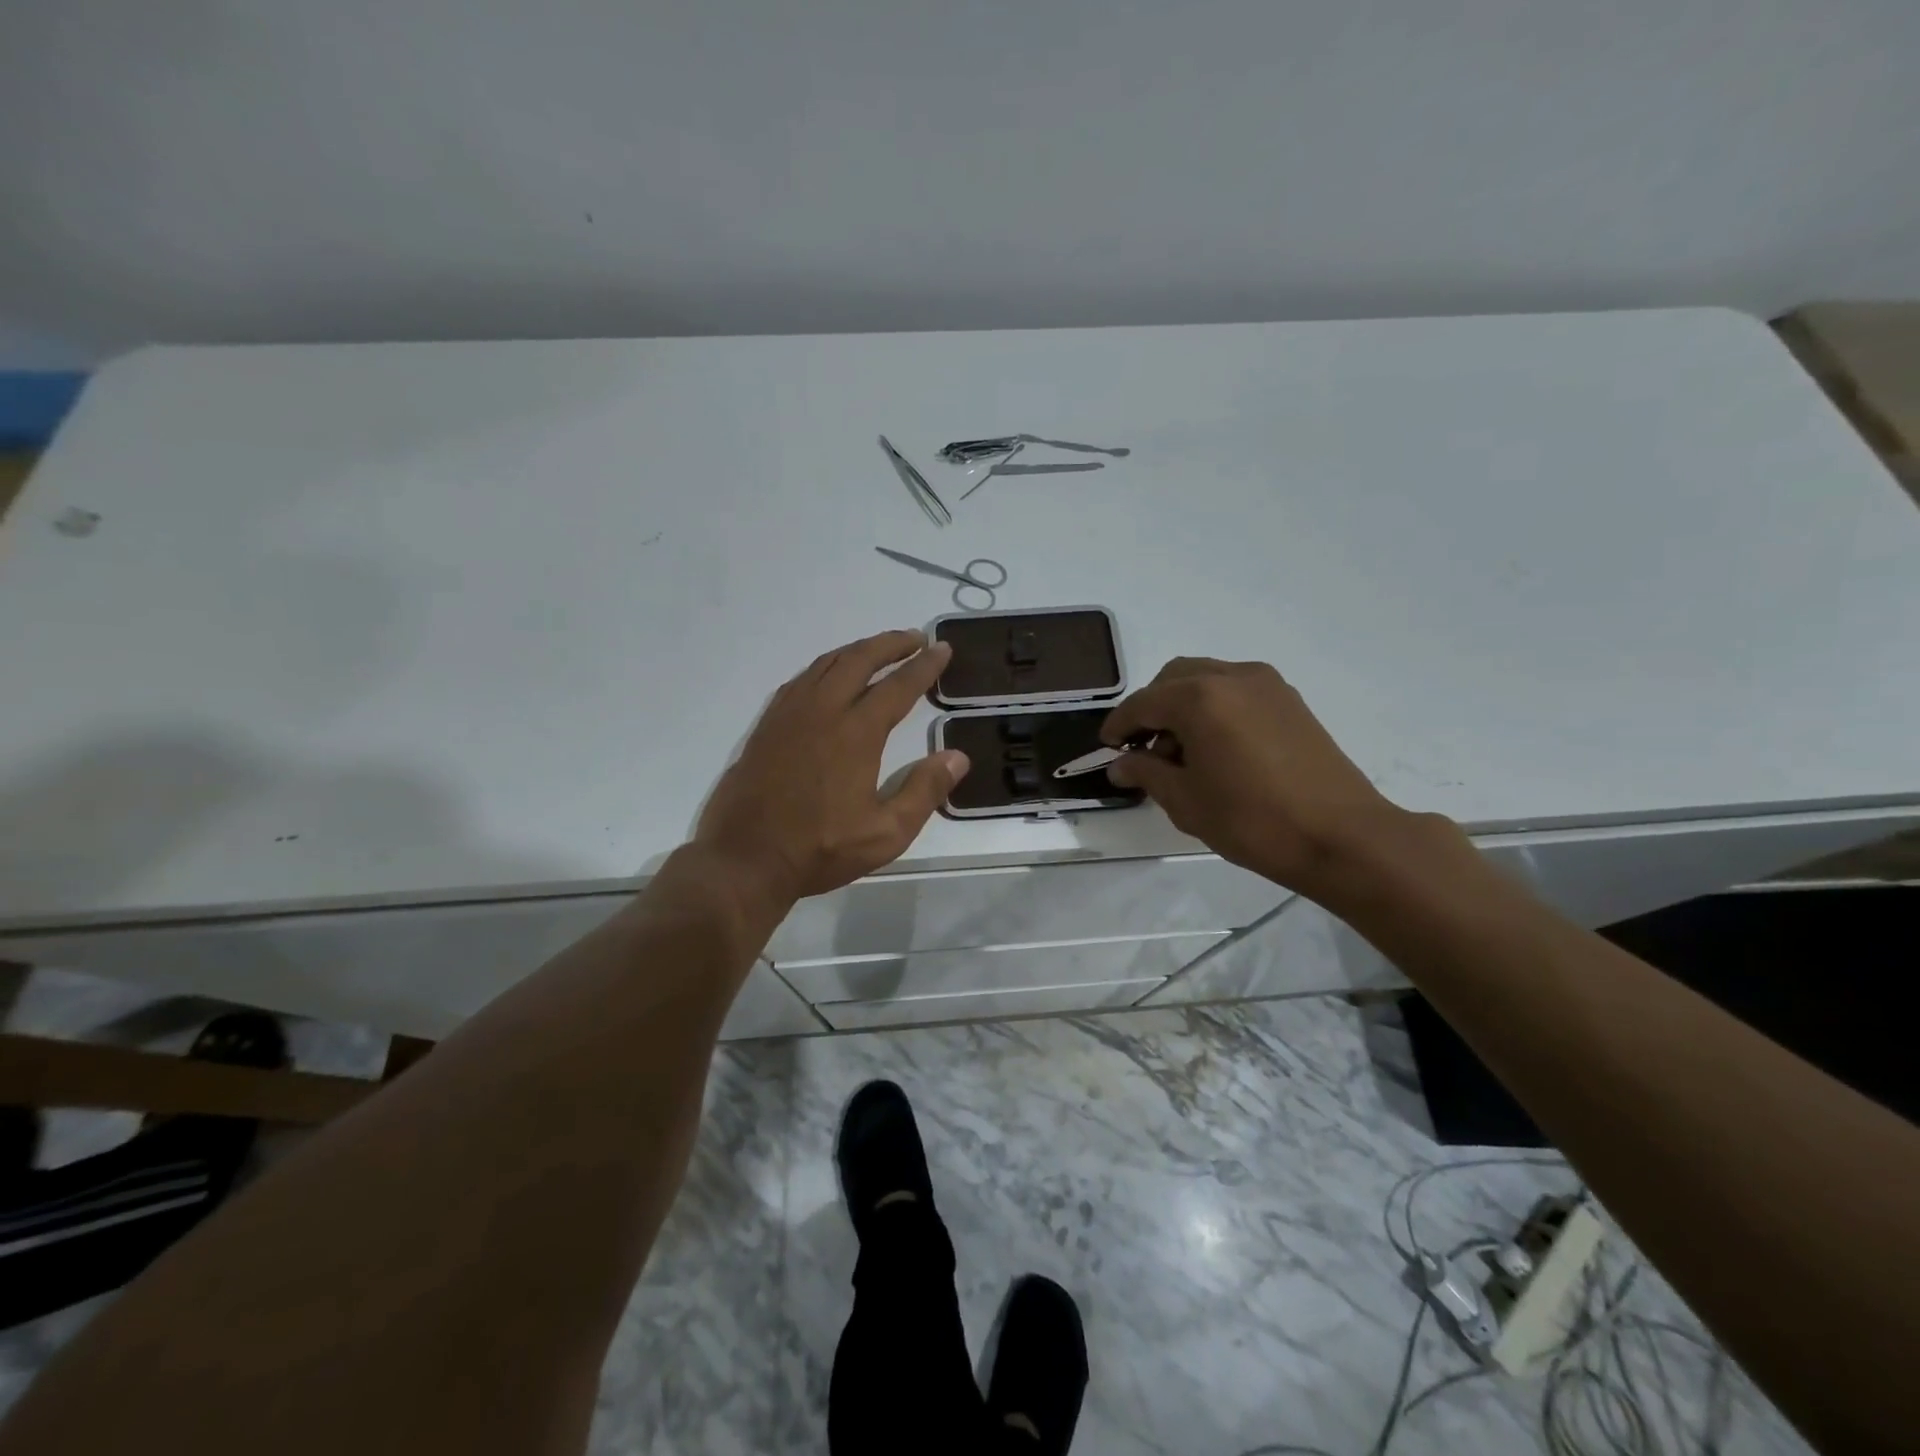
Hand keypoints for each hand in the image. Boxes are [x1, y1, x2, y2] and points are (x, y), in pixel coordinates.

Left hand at [694, 630, 970, 901]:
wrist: (745, 859)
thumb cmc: (820, 849)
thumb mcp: (886, 833)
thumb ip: (924, 792)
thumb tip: (957, 757)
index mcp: (855, 733)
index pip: (898, 686)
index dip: (924, 666)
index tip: (942, 649)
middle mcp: (822, 711)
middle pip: (859, 660)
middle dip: (891, 644)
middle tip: (916, 638)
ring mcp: (789, 714)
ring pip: (826, 663)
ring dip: (857, 650)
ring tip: (879, 650)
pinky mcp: (767, 725)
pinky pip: (801, 679)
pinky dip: (825, 667)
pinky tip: (831, 676)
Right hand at [1102, 657, 1403, 895]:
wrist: (1342, 836)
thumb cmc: (1253, 821)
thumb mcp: (1186, 801)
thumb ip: (1147, 773)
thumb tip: (1121, 765)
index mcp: (1199, 697)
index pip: (1143, 703)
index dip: (1119, 724)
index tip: (1106, 746)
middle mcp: (1231, 677)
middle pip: (1174, 678)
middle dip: (1151, 708)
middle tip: (1143, 748)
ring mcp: (1266, 685)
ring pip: (1206, 679)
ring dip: (1183, 705)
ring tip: (1182, 753)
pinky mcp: (1289, 700)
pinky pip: (1235, 690)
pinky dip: (1214, 707)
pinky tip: (1216, 747)